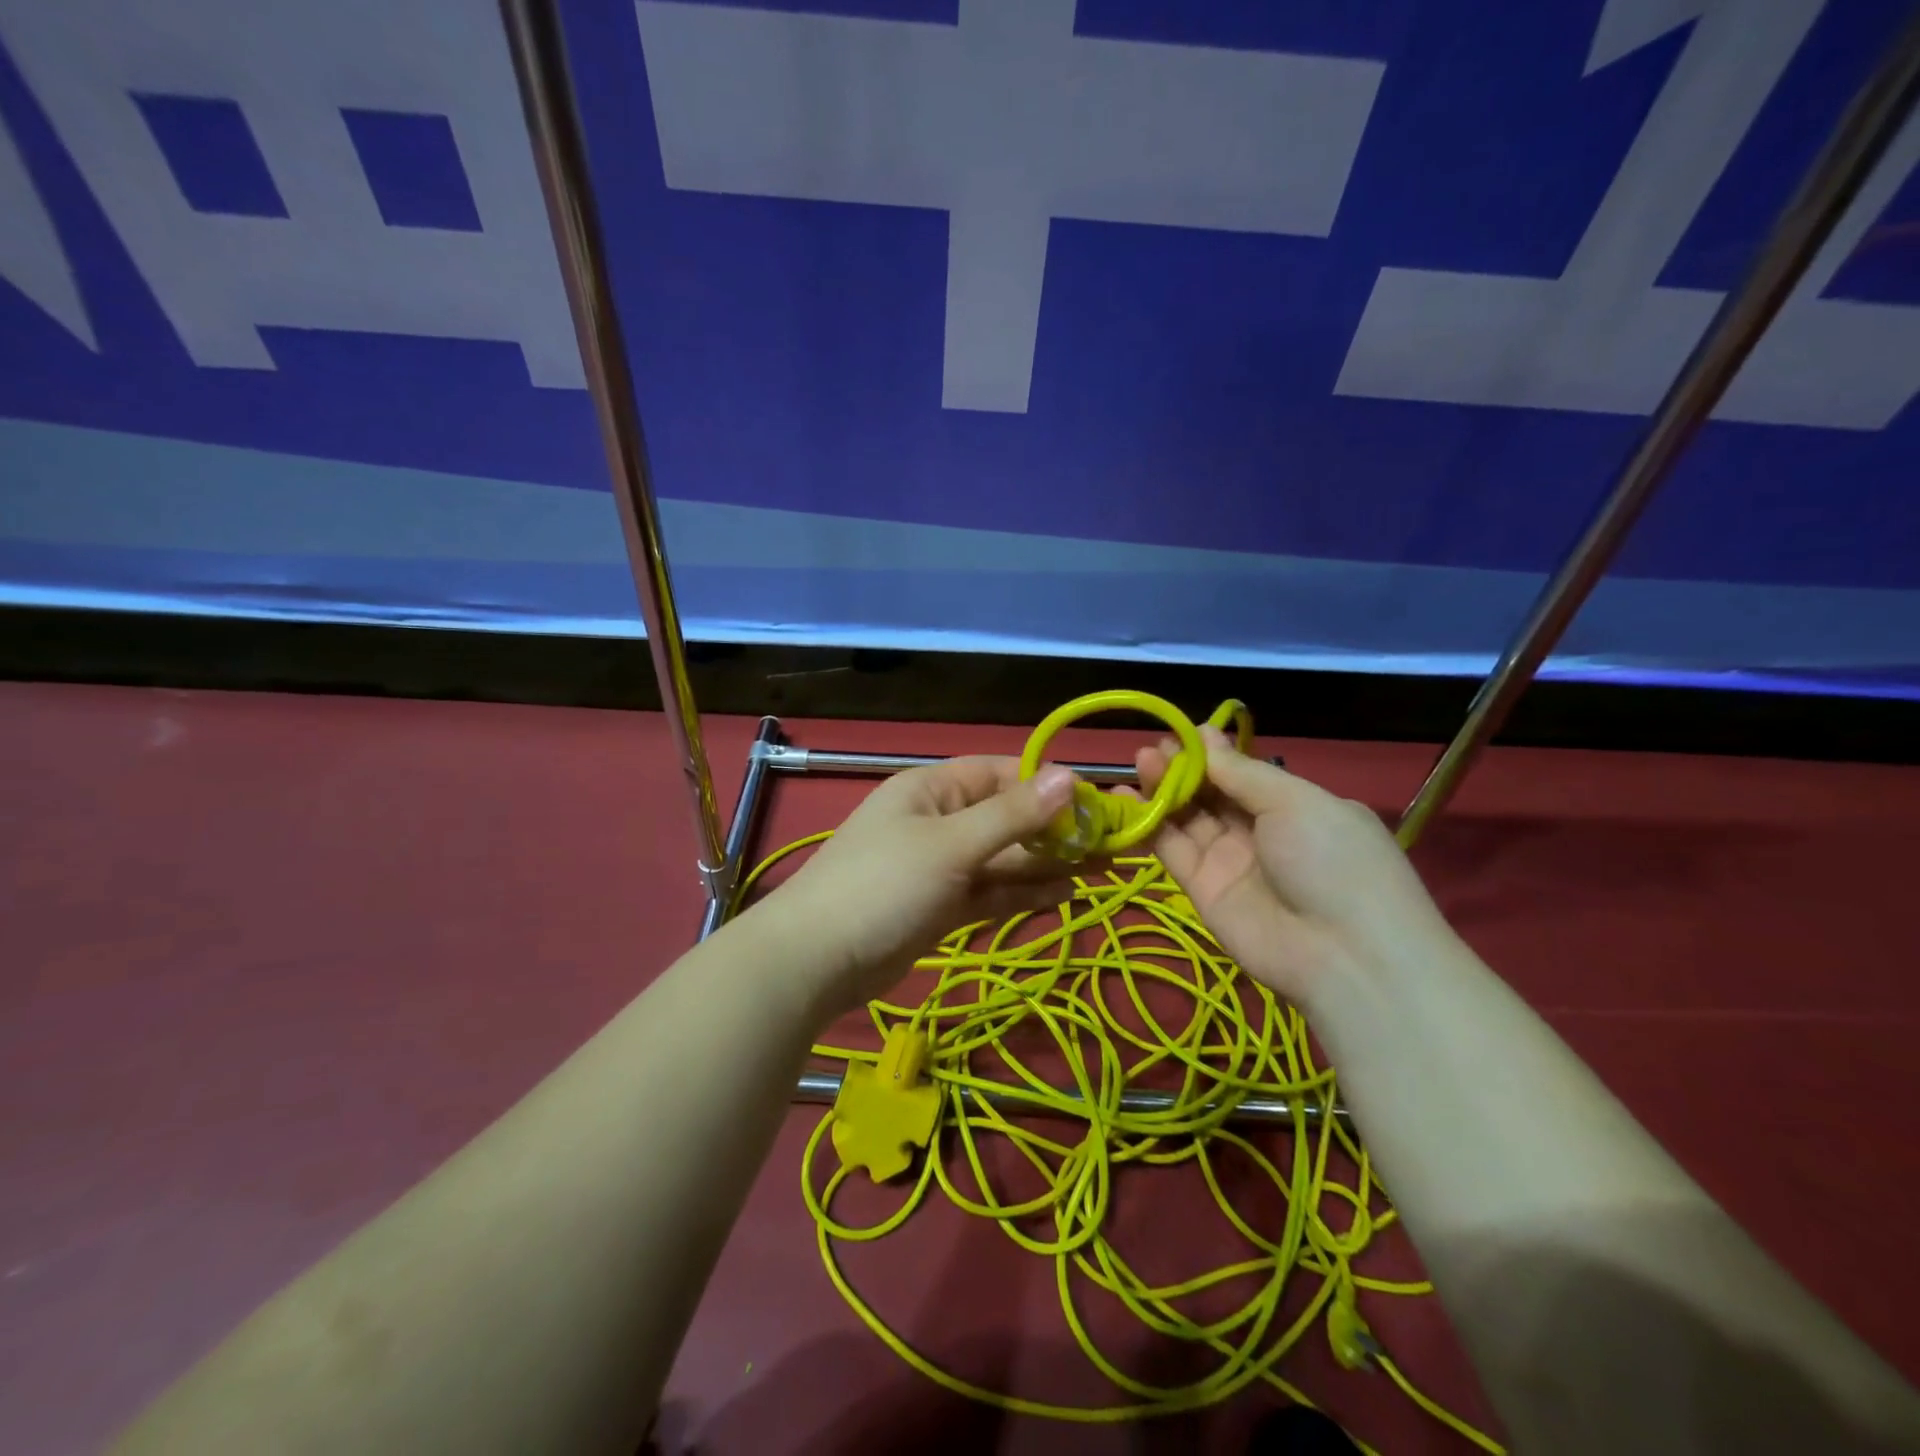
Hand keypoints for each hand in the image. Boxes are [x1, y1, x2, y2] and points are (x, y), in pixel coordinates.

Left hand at [757, 758, 1082, 1018]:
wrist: (817, 960)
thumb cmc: (884, 885)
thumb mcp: (952, 844)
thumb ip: (1013, 815)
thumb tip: (1070, 775)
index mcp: (932, 789)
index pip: (1000, 774)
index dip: (1047, 785)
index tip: (1097, 802)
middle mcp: (938, 821)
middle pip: (1006, 818)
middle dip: (1055, 830)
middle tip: (1112, 844)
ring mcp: (939, 866)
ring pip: (1003, 859)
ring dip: (1046, 863)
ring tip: (1101, 869)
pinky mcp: (941, 907)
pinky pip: (990, 892)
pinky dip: (1023, 893)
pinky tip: (1064, 893)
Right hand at [1136, 725, 1461, 1007]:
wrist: (1342, 954)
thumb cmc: (1331, 860)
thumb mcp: (1296, 802)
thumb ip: (1242, 773)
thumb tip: (1206, 737)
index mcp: (1296, 807)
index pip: (1245, 773)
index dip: (1213, 753)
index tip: (1182, 732)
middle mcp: (1261, 832)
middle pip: (1212, 793)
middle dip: (1183, 768)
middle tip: (1151, 748)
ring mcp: (1230, 862)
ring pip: (1188, 818)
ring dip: (1163, 790)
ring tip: (1138, 762)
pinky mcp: (1202, 890)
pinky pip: (1172, 849)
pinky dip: (1148, 825)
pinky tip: (1125, 799)